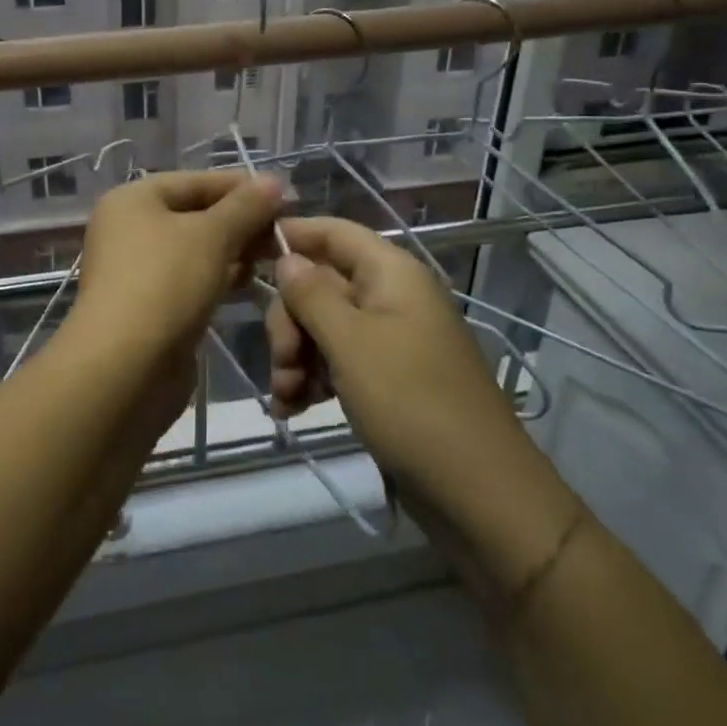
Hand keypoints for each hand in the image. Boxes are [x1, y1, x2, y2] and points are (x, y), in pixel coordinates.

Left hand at [71, 171, 284, 362]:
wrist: (125, 367)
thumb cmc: (165, 284)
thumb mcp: (211, 236)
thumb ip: (245, 206)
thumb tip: (275, 182)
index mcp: (133, 200)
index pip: (196, 181)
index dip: (242, 186)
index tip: (287, 197)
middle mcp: (130, 228)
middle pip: (196, 214)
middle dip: (241, 221)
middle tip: (286, 231)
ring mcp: (138, 269)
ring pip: (196, 249)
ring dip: (234, 251)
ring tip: (276, 256)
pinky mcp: (150, 305)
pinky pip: (191, 279)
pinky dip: (219, 277)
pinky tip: (250, 282)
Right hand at [265, 216, 520, 489]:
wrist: (479, 494)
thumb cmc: (411, 403)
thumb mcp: (351, 343)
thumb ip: (312, 294)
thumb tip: (287, 257)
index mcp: (392, 273)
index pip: (334, 232)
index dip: (292, 236)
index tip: (247, 256)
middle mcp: (391, 297)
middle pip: (321, 283)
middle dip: (290, 320)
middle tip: (282, 362)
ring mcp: (390, 339)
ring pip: (324, 326)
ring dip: (296, 356)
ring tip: (286, 398)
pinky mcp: (388, 378)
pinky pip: (338, 360)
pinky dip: (313, 377)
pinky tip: (294, 408)